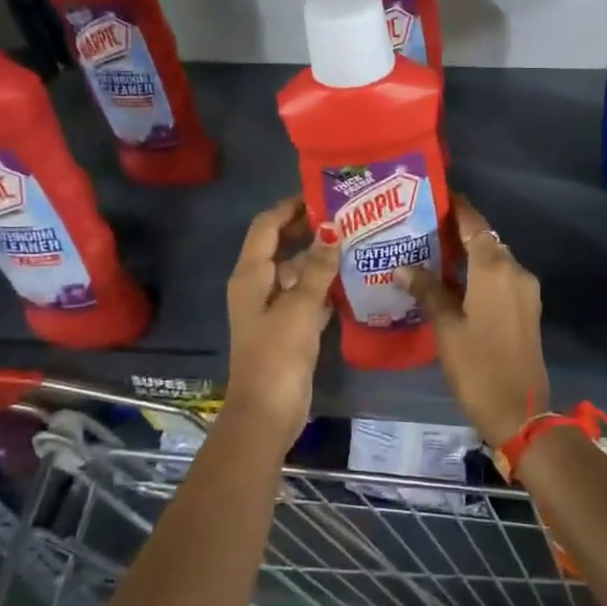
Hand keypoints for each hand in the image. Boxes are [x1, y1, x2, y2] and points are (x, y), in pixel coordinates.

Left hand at [224, 197, 339, 439]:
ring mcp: (273, 308)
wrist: (268, 411)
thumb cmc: (278, 354)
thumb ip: (317, 267)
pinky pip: (306, 295)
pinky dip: (323, 285)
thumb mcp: (300, 307)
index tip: (322, 194)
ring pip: (296, 271)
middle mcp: (257, 286)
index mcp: (250, 275)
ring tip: (356, 242)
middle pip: (280, 246)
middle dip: (308, 229)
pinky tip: (351, 279)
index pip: (266, 226)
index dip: (290, 207)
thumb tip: (332, 228)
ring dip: (319, 258)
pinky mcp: (288, 328)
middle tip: (347, 216)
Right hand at [401, 196, 549, 450]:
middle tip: (421, 227)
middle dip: (457, 232)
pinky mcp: (527, 310)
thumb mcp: (446, 327)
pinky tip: (454, 283)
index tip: (436, 194)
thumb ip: (428, 291)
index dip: (457, 208)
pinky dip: (479, 274)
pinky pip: (500, 280)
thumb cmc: (478, 366)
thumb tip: (402, 267)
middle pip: (485, 240)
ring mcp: (525, 292)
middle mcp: (515, 271)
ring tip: (432, 253)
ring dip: (468, 255)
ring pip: (494, 261)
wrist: (520, 411)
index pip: (474, 224)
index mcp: (495, 268)